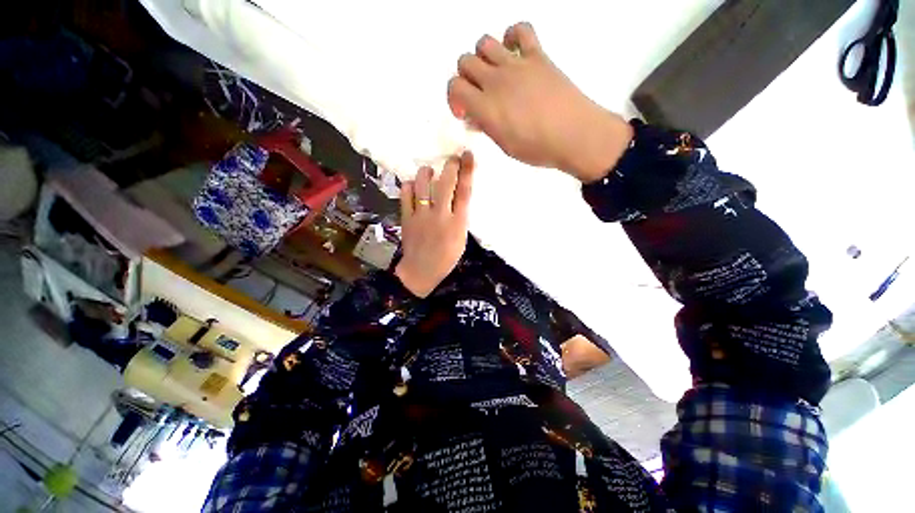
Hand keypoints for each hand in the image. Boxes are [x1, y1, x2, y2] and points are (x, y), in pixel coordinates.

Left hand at [395, 152, 474, 297]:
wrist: (421, 270)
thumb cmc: (446, 257)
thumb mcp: (461, 239)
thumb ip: (461, 217)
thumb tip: (458, 197)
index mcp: (457, 223)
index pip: (465, 192)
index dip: (467, 171)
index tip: (468, 155)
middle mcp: (440, 216)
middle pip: (446, 183)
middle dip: (450, 166)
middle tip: (451, 159)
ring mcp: (421, 216)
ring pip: (422, 184)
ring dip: (426, 172)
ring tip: (429, 171)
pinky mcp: (406, 217)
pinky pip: (405, 194)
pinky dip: (409, 185)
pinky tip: (413, 186)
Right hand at [447, 22, 632, 182]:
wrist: (575, 135)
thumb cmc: (538, 148)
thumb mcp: (505, 145)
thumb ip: (487, 126)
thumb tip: (477, 116)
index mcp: (486, 107)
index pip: (454, 87)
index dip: (454, 98)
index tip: (464, 110)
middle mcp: (497, 81)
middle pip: (465, 62)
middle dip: (465, 78)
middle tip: (477, 94)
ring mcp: (517, 64)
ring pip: (484, 42)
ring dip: (482, 57)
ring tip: (493, 74)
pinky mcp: (538, 56)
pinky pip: (520, 29)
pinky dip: (512, 36)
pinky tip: (514, 52)